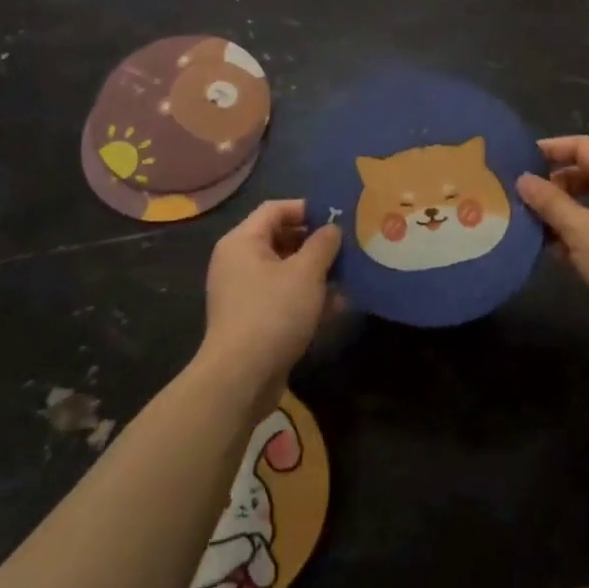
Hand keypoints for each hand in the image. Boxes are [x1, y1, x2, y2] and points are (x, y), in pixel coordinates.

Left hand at [200, 200, 341, 404]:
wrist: (241, 378)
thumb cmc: (273, 313)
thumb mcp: (305, 273)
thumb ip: (323, 244)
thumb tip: (332, 229)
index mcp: (242, 242)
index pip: (275, 209)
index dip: (307, 208)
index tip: (338, 217)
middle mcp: (239, 262)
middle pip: (281, 238)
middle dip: (316, 243)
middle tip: (348, 246)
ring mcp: (245, 292)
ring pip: (286, 270)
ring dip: (317, 272)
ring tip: (349, 275)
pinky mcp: (254, 319)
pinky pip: (284, 296)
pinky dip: (308, 297)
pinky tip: (337, 305)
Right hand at [516, 137, 588, 321]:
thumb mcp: (580, 229)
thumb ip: (549, 202)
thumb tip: (523, 179)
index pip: (582, 146)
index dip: (550, 149)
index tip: (518, 160)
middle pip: (586, 174)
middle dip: (554, 186)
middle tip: (522, 200)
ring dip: (564, 214)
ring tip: (533, 228)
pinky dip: (580, 234)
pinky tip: (556, 252)